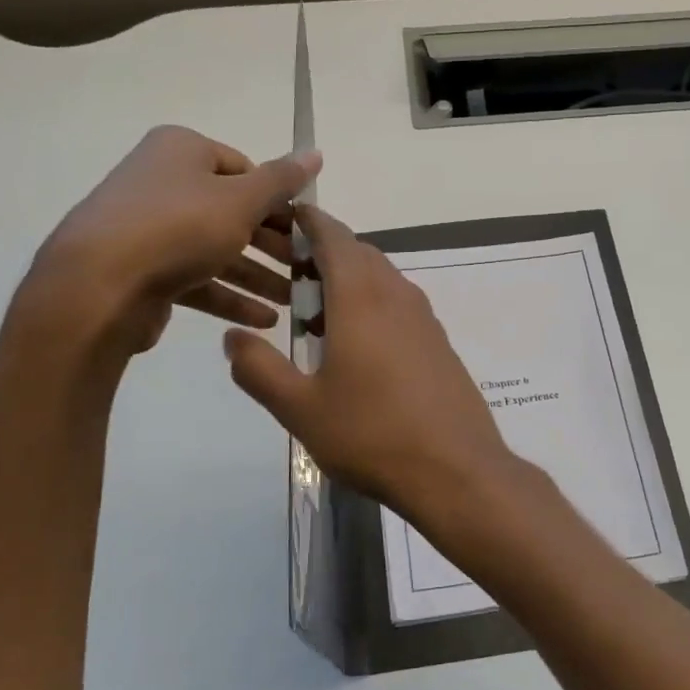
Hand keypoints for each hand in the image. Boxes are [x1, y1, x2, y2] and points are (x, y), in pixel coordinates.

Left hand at [24, 126, 319, 356]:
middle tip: (306, 270)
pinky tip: (264, 320)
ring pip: (218, 250)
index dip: (279, 201)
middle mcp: (163, 182)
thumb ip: (281, 181)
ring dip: (258, 277)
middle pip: (233, 212)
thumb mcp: (241, 200)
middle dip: (273, 246)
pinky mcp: (145, 271)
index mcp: (181, 151)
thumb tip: (315, 153)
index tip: (306, 231)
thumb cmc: (178, 228)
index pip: (245, 169)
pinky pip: (197, 279)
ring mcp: (150, 229)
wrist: (98, 287)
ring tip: (295, 302)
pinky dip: (230, 297)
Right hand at [223, 205, 518, 529]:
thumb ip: (259, 370)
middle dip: (324, 254)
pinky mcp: (440, 343)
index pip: (333, 236)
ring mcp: (425, 319)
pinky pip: (400, 306)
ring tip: (318, 318)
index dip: (308, 221)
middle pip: (359, 254)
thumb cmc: (371, 435)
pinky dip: (373, 306)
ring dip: (350, 283)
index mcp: (361, 297)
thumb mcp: (300, 409)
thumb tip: (234, 339)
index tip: (283, 219)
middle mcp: (397, 295)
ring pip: (383, 279)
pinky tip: (358, 349)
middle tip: (290, 279)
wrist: (455, 470)